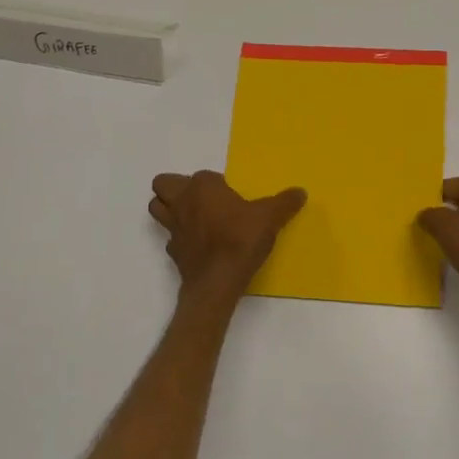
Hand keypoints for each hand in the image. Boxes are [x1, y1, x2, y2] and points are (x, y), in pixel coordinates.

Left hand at [149, 171, 306, 310]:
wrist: (217, 282)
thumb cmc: (240, 240)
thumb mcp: (269, 218)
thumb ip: (284, 203)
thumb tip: (300, 192)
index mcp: (202, 186)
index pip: (204, 176)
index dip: (217, 185)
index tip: (233, 198)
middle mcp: (182, 201)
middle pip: (163, 184)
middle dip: (176, 188)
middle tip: (200, 200)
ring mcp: (173, 227)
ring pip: (157, 208)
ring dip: (168, 209)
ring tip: (193, 217)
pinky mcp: (172, 251)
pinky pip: (170, 238)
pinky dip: (180, 239)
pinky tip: (198, 246)